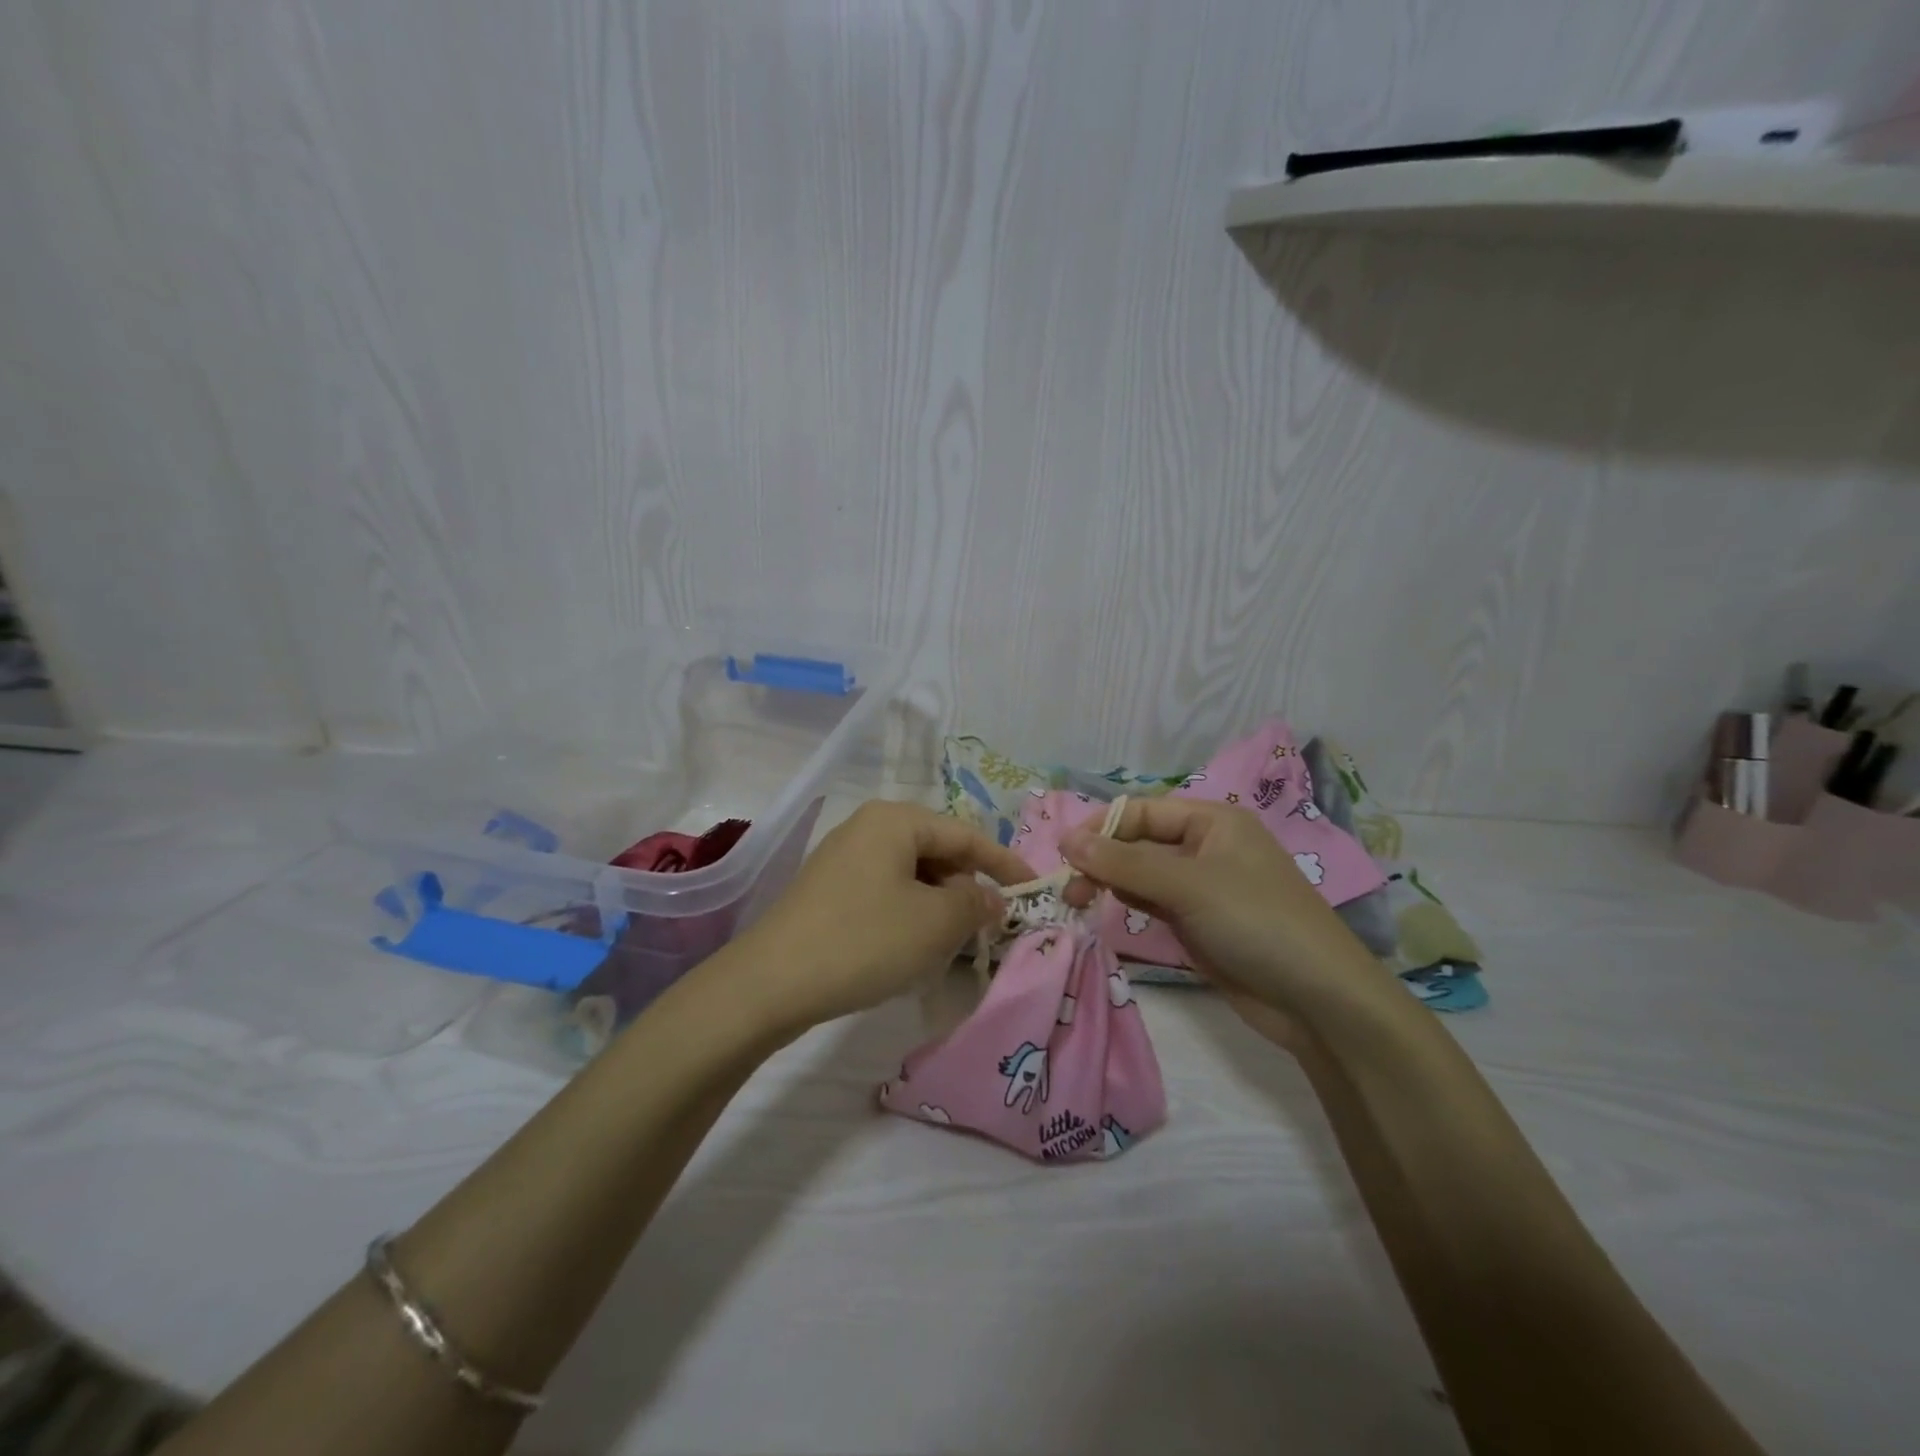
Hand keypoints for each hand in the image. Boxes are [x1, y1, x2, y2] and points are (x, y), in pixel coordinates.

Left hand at [726, 800, 1031, 1029]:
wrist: (771, 982)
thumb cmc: (865, 940)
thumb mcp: (934, 923)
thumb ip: (975, 905)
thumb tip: (990, 899)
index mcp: (896, 820)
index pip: (965, 834)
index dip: (1003, 863)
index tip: (1032, 888)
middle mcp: (868, 827)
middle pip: (937, 852)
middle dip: (967, 887)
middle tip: (990, 926)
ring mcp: (844, 858)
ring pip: (911, 875)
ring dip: (939, 905)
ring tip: (954, 942)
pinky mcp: (829, 890)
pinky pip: (886, 892)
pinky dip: (910, 914)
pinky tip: (913, 947)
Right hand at [1060, 798, 1394, 1021]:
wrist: (1318, 1001)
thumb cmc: (1255, 923)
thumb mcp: (1187, 885)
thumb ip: (1124, 862)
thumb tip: (1065, 839)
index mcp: (1213, 821)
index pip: (1142, 812)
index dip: (1100, 828)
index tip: (1062, 855)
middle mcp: (1206, 847)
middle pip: (1139, 842)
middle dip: (1102, 859)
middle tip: (1070, 890)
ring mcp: (1203, 887)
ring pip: (1142, 874)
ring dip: (1111, 883)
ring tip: (1080, 903)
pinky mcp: (1199, 923)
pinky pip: (1154, 903)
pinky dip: (1129, 905)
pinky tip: (1108, 913)